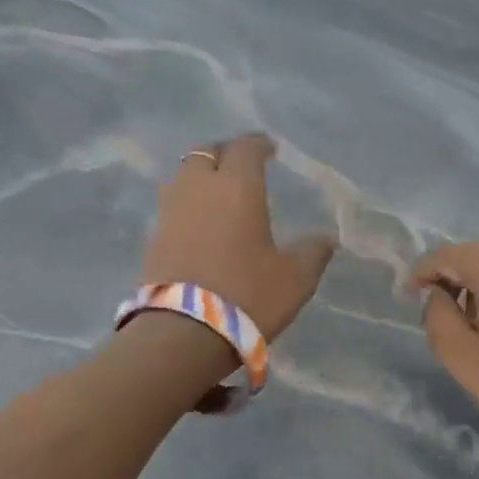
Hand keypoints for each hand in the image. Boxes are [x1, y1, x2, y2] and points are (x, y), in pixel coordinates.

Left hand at [141, 133, 336, 341]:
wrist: (182, 334)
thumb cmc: (247, 296)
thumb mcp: (294, 279)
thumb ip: (312, 253)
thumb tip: (326, 239)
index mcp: (237, 187)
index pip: (245, 148)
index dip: (259, 145)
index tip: (270, 150)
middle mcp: (199, 189)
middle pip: (205, 153)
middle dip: (224, 155)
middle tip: (241, 167)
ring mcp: (170, 212)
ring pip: (183, 177)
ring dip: (200, 178)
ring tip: (218, 194)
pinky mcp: (152, 238)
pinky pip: (172, 207)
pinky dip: (187, 206)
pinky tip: (201, 225)